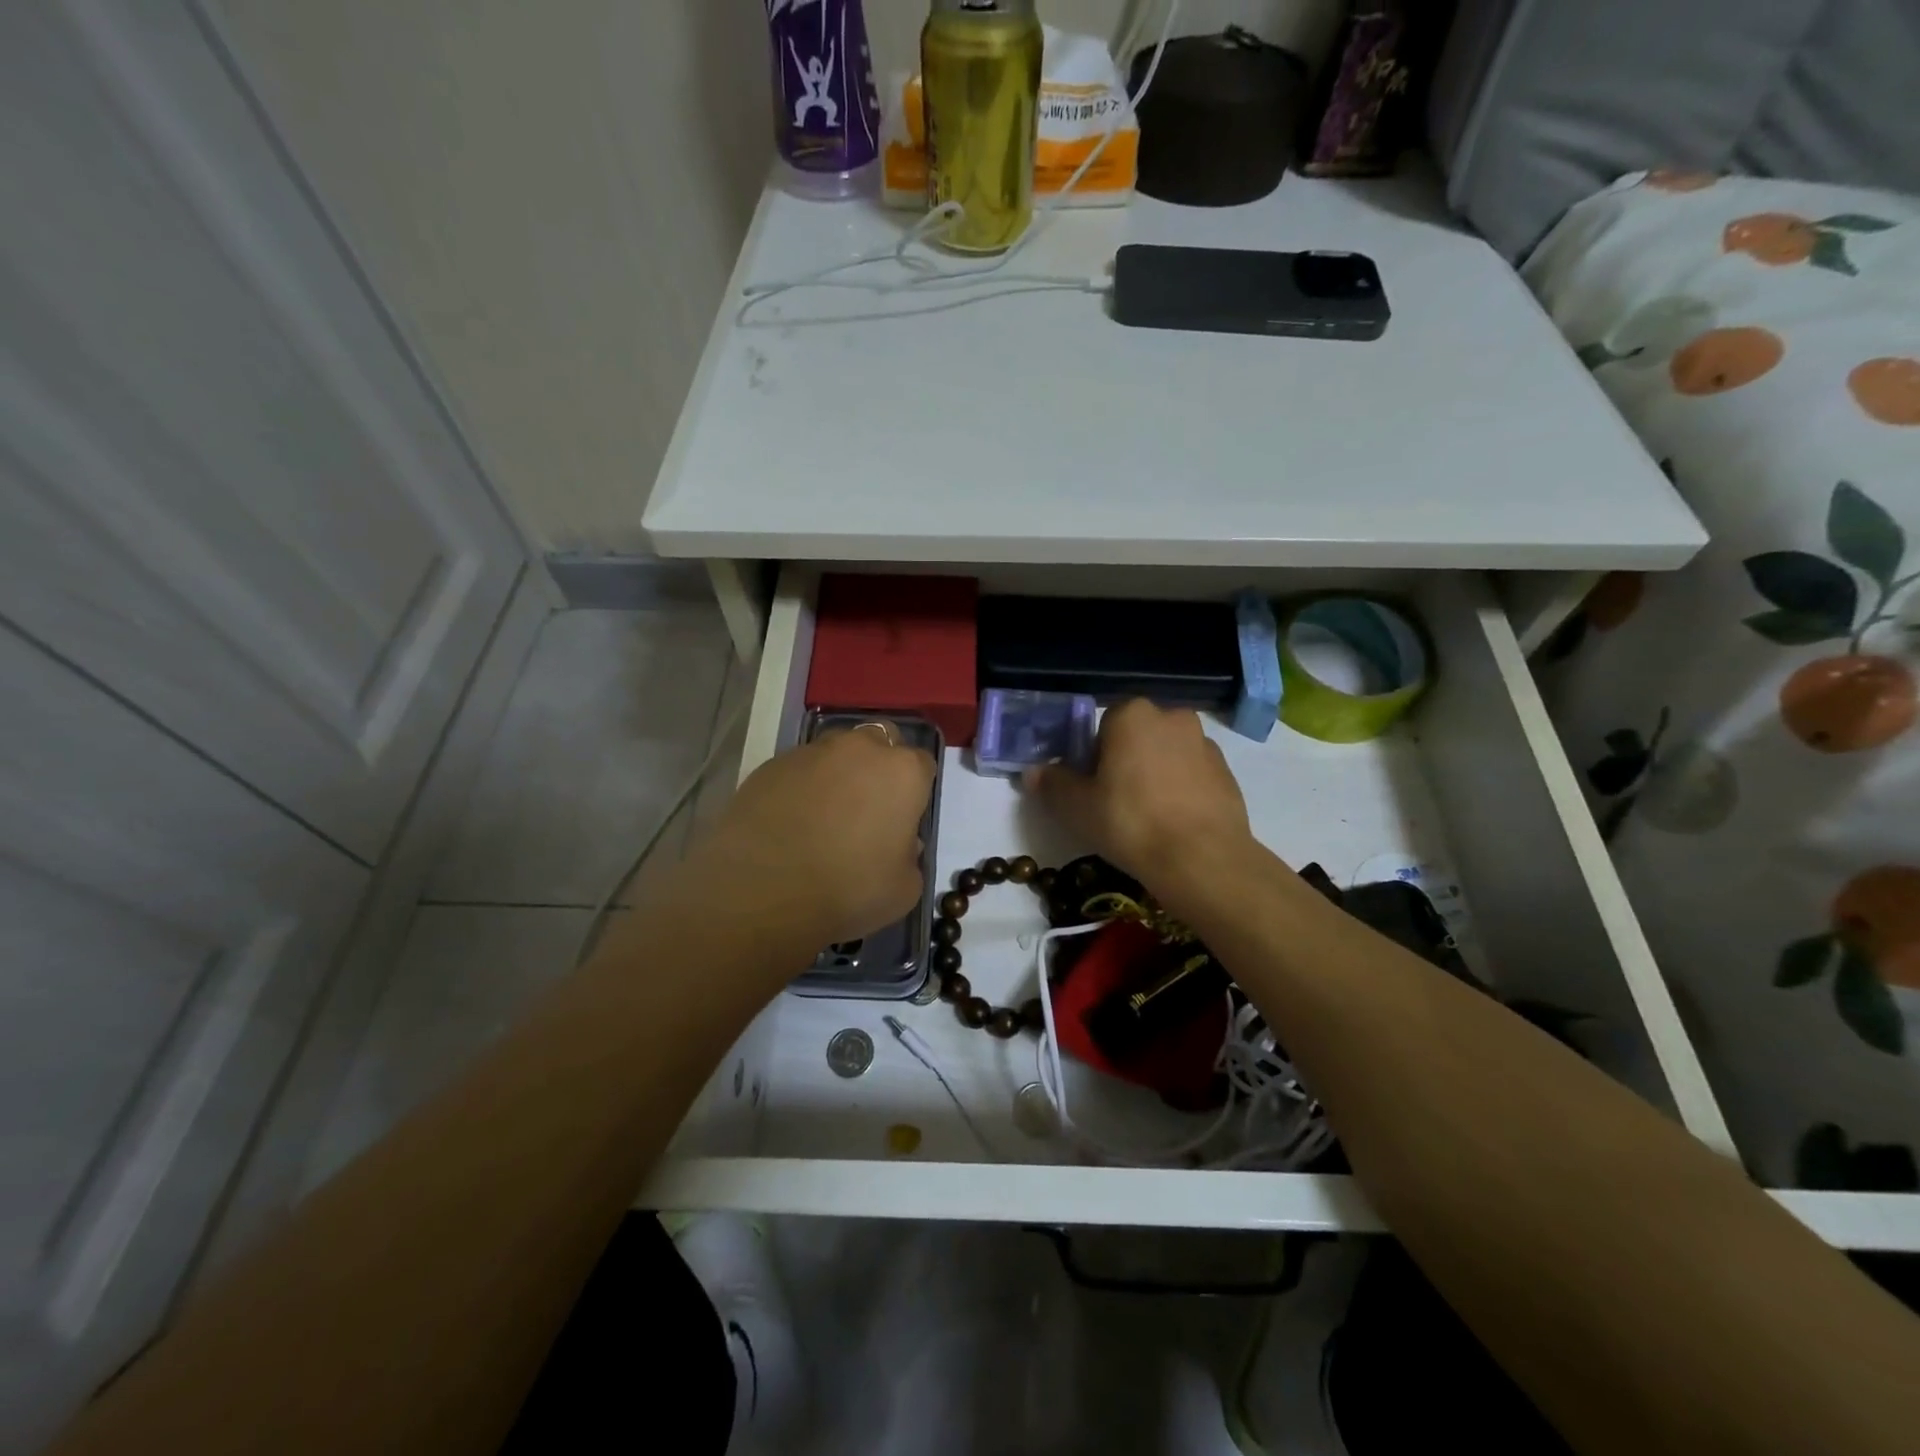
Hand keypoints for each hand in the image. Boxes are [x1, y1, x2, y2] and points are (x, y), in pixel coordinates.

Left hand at [684, 725, 935, 952]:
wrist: (763, 890)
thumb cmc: (848, 890)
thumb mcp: (904, 889)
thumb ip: (910, 857)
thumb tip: (898, 844)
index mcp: (902, 772)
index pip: (923, 764)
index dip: (916, 790)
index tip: (905, 817)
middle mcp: (860, 749)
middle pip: (880, 741)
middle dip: (878, 765)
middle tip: (868, 806)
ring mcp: (812, 752)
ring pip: (835, 751)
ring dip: (838, 773)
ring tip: (823, 814)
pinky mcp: (771, 764)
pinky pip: (797, 769)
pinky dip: (800, 786)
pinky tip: (790, 821)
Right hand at [1028, 699, 1253, 896]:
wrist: (1202, 859)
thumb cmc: (1130, 822)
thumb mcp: (1076, 807)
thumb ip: (1052, 783)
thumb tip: (1033, 772)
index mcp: (1132, 714)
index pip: (1102, 725)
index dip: (1092, 756)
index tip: (1090, 787)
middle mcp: (1172, 717)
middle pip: (1137, 736)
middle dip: (1125, 760)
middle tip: (1114, 801)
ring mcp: (1205, 744)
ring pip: (1167, 754)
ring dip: (1155, 774)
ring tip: (1146, 816)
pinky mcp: (1228, 773)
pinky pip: (1192, 775)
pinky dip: (1181, 790)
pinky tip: (1173, 823)